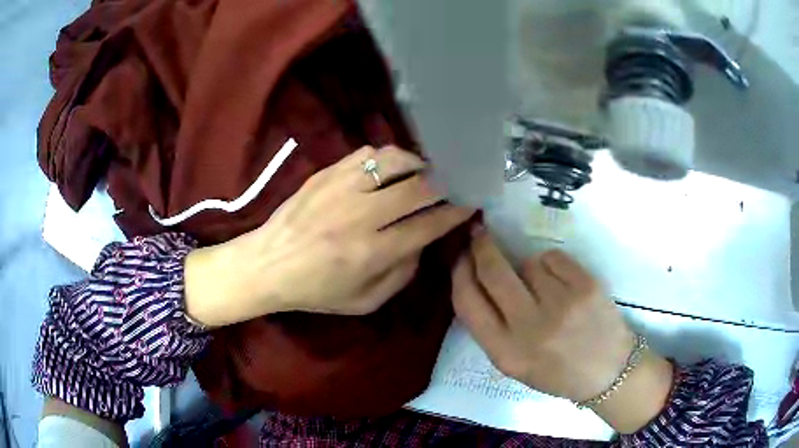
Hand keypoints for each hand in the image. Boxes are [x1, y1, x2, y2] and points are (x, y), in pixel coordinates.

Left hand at [186, 146, 473, 325]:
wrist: (267, 265)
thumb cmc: (316, 290)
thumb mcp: (365, 302)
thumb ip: (402, 274)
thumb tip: (423, 240)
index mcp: (371, 253)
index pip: (427, 225)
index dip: (455, 212)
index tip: (470, 203)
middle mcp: (359, 216)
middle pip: (418, 188)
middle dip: (446, 183)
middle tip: (455, 183)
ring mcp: (340, 189)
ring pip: (393, 161)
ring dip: (417, 164)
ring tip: (424, 172)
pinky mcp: (325, 174)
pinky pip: (366, 154)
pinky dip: (386, 158)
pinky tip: (389, 168)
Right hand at [452, 226, 672, 432]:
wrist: (607, 372)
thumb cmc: (557, 370)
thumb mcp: (514, 363)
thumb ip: (491, 327)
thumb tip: (476, 277)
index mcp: (506, 353)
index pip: (467, 302)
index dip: (459, 272)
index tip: (460, 255)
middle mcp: (530, 329)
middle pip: (493, 272)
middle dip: (481, 247)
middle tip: (479, 233)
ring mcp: (562, 305)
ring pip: (527, 263)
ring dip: (528, 269)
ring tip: (546, 290)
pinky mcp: (586, 287)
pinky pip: (553, 258)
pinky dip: (552, 266)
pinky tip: (564, 285)